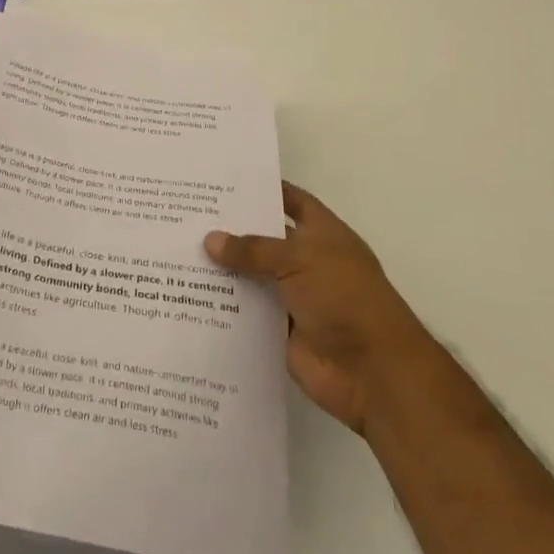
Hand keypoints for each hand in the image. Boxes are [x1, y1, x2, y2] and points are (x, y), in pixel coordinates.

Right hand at [206, 183, 418, 433]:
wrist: (372, 372)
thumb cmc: (343, 298)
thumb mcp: (298, 260)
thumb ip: (253, 249)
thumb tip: (210, 240)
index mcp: (324, 235)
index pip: (293, 201)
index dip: (265, 190)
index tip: (226, 181)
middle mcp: (309, 262)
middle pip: (267, 240)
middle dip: (234, 229)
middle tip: (190, 214)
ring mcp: (296, 298)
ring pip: (254, 277)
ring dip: (226, 270)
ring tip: (181, 251)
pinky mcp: (283, 331)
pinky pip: (250, 313)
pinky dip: (227, 307)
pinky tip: (191, 294)